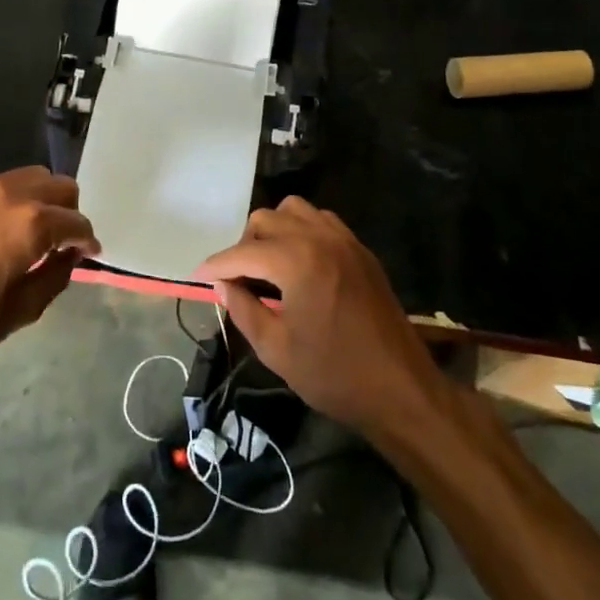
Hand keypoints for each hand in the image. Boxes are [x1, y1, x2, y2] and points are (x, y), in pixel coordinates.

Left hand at [0, 167, 98, 378]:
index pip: (76, 222)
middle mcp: (10, 195)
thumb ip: (55, 277)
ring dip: (42, 200)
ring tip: (33, 232)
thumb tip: (70, 256)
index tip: (89, 254)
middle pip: (59, 187)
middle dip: (69, 212)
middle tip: (62, 243)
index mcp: (31, 224)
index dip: (87, 240)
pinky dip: (12, 200)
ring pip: (30, 177)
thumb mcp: (20, 312)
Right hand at [195, 197, 439, 434]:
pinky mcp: (360, 250)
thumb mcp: (276, 350)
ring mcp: (344, 240)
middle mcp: (319, 238)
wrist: (400, 389)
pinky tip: (299, 264)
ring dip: (274, 231)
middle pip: (265, 220)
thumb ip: (242, 309)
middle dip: (244, 247)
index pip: (242, 253)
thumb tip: (223, 285)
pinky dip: (302, 231)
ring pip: (294, 211)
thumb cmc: (334, 375)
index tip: (198, 277)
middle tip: (238, 280)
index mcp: (296, 261)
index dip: (215, 266)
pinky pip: (321, 221)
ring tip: (268, 267)